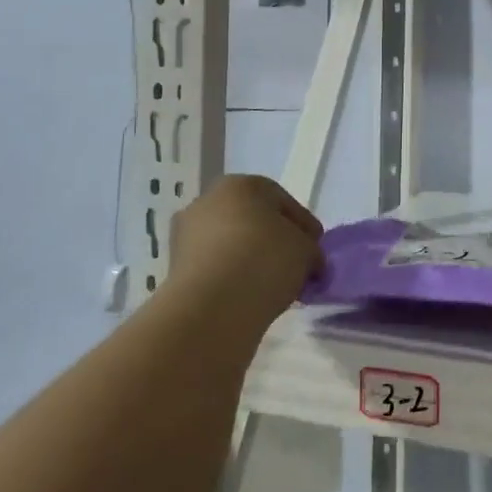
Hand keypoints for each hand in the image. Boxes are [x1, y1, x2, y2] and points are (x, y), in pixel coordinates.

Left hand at [166, 175, 323, 324]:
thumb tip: (307, 258)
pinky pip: (215, 267)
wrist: (211, 308)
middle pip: (252, 219)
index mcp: (240, 184)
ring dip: (250, 259)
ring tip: (273, 285)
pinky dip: (232, 277)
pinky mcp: (175, 269)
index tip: (316, 248)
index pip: (281, 200)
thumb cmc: (264, 260)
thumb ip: (309, 247)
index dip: (303, 225)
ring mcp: (186, 235)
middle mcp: (208, 200)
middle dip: (274, 240)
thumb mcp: (306, 249)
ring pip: (230, 244)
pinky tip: (249, 295)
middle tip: (295, 265)